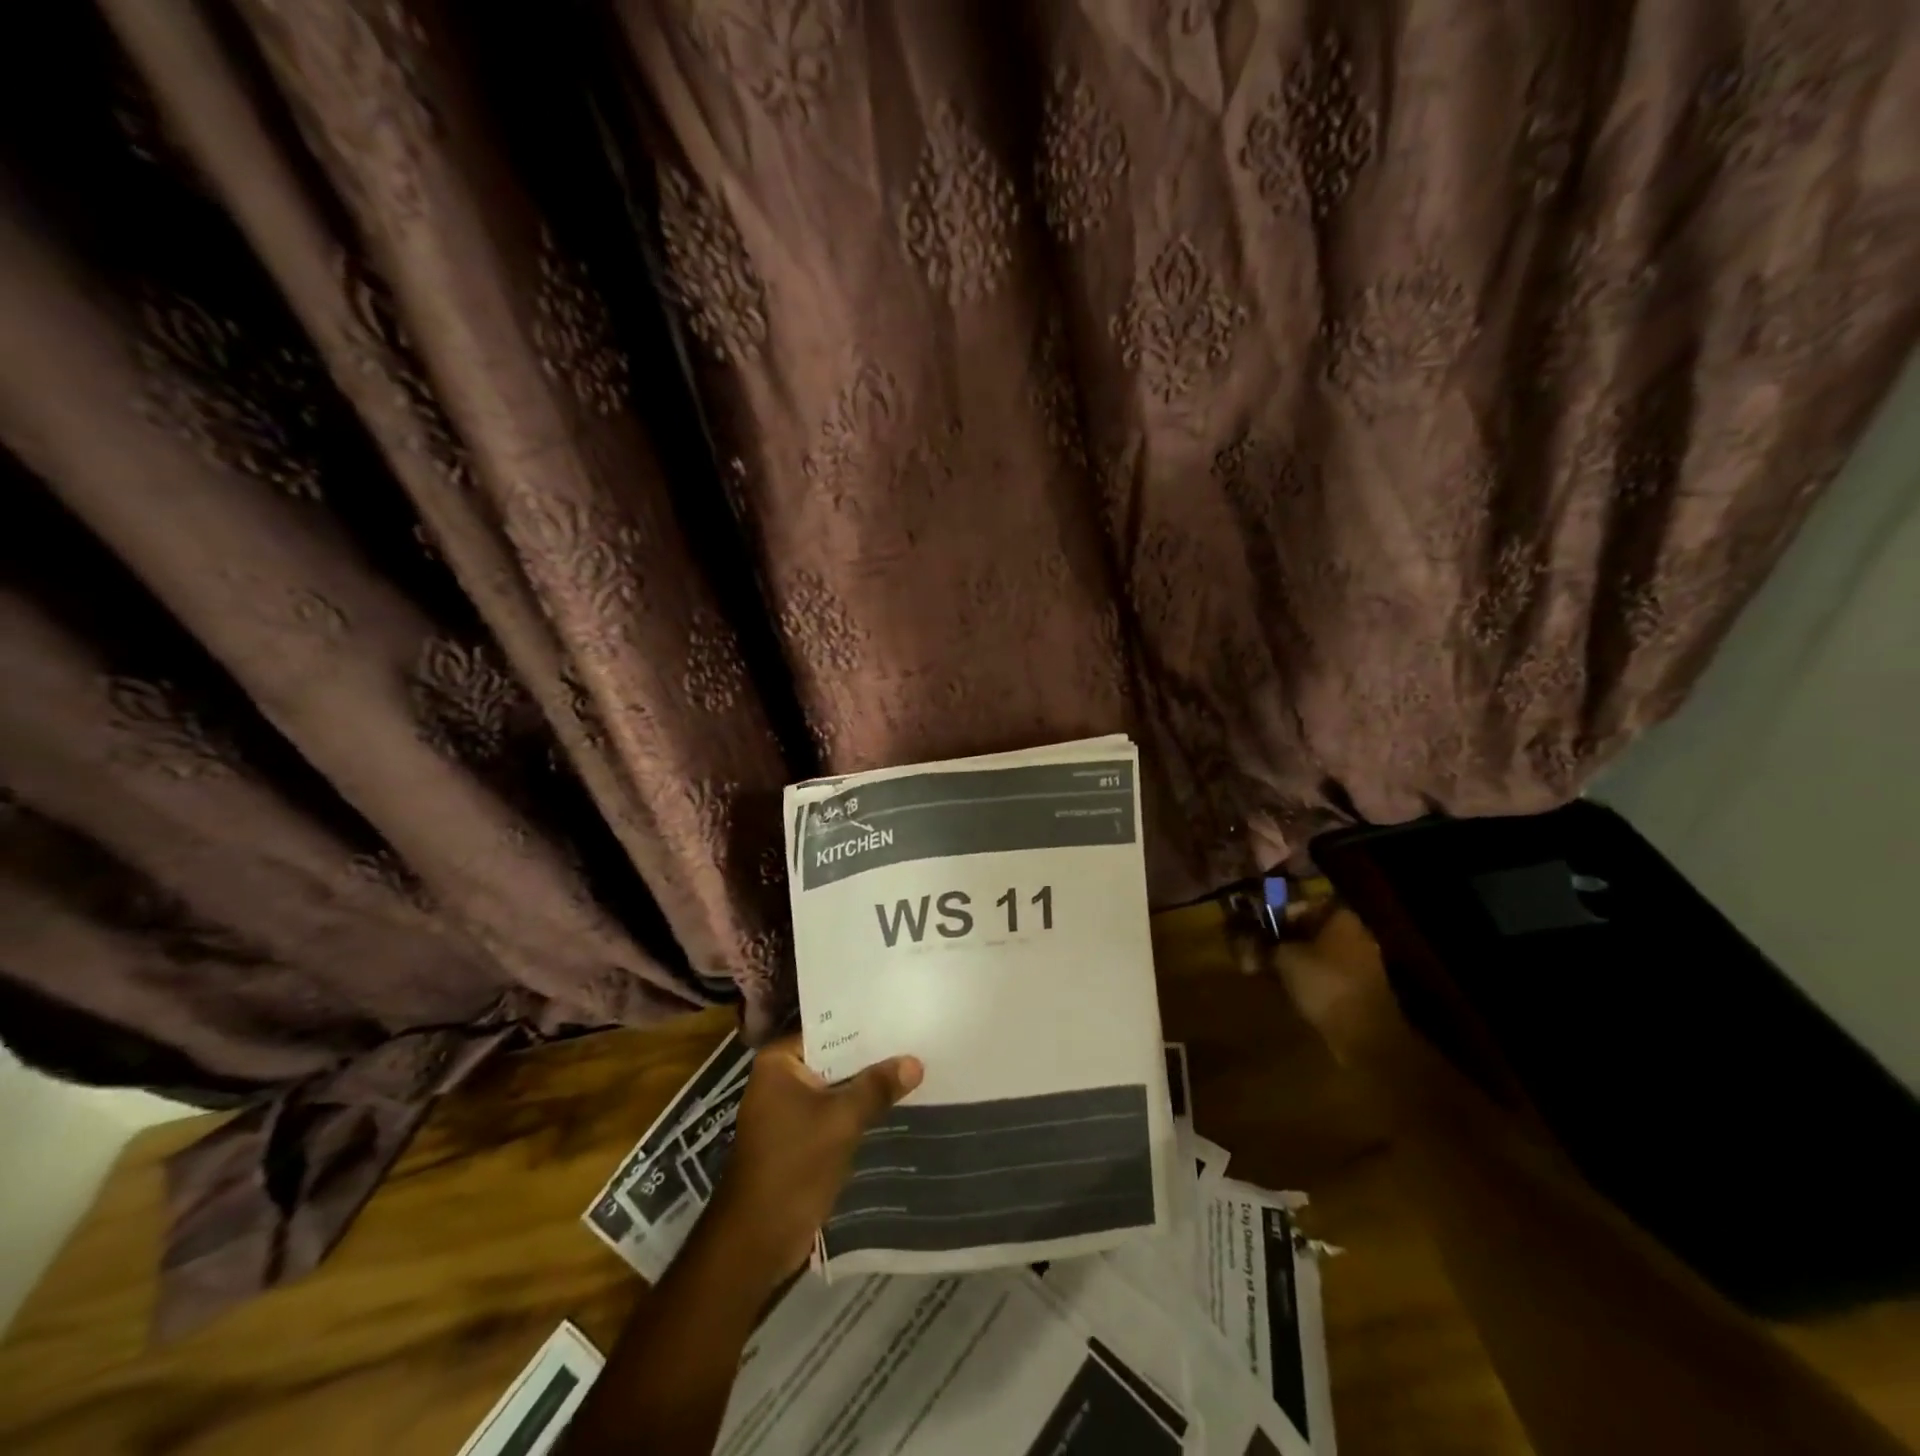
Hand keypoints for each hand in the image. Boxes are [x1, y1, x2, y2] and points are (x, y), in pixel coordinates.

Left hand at [706, 1035, 922, 1281]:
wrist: (757, 1241)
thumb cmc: (793, 1166)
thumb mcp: (841, 1120)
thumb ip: (877, 1087)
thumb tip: (915, 1061)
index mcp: (778, 1062)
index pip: (828, 1031)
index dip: (864, 1027)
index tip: (899, 1019)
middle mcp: (778, 1079)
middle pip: (833, 1059)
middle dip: (869, 1059)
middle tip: (913, 1042)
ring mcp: (786, 1111)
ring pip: (835, 1088)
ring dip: (864, 1087)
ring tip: (911, 1068)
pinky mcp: (796, 1139)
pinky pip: (832, 1113)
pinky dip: (855, 1111)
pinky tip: (892, 1105)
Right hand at [1269, 906, 1400, 1065]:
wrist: (1366, 1034)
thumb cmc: (1324, 983)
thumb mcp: (1284, 958)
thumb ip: (1263, 945)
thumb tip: (1243, 939)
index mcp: (1341, 918)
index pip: (1304, 905)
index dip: (1278, 915)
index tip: (1260, 930)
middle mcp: (1355, 934)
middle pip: (1311, 930)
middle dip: (1284, 940)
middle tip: (1261, 952)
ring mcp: (1362, 962)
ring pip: (1319, 952)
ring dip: (1295, 960)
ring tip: (1271, 974)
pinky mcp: (1361, 988)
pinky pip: (1329, 973)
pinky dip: (1310, 978)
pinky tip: (1292, 990)